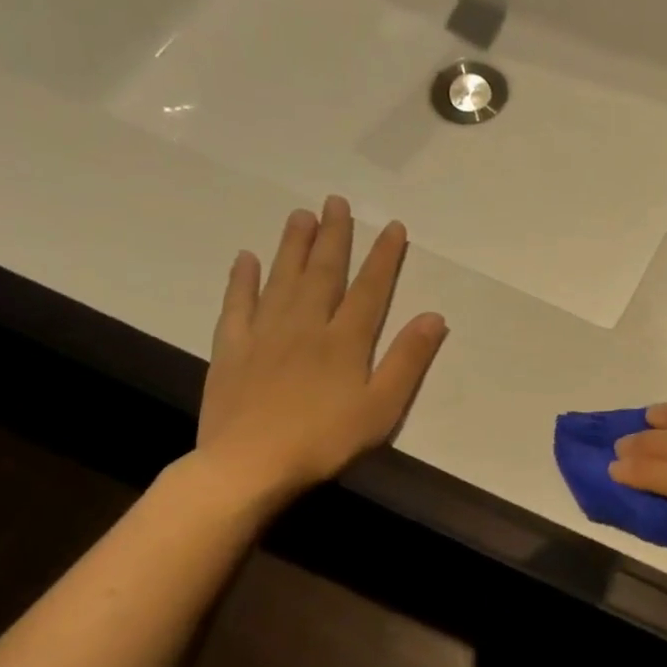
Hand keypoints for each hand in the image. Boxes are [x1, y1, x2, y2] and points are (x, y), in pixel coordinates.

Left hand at [196, 197, 446, 508]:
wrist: (250, 464)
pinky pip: (237, 304)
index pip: (370, 289)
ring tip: (300, 215)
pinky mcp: (232, 349)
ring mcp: (264, 334)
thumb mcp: (382, 407)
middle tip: (336, 201)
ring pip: (282, 279)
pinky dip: (242, 279)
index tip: (393, 227)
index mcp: (345, 341)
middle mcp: (305, 325)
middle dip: (334, 236)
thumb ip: (407, 360)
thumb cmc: (326, 440)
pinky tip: (246, 259)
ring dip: (292, 245)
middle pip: (323, 273)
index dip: (384, 257)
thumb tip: (434, 317)